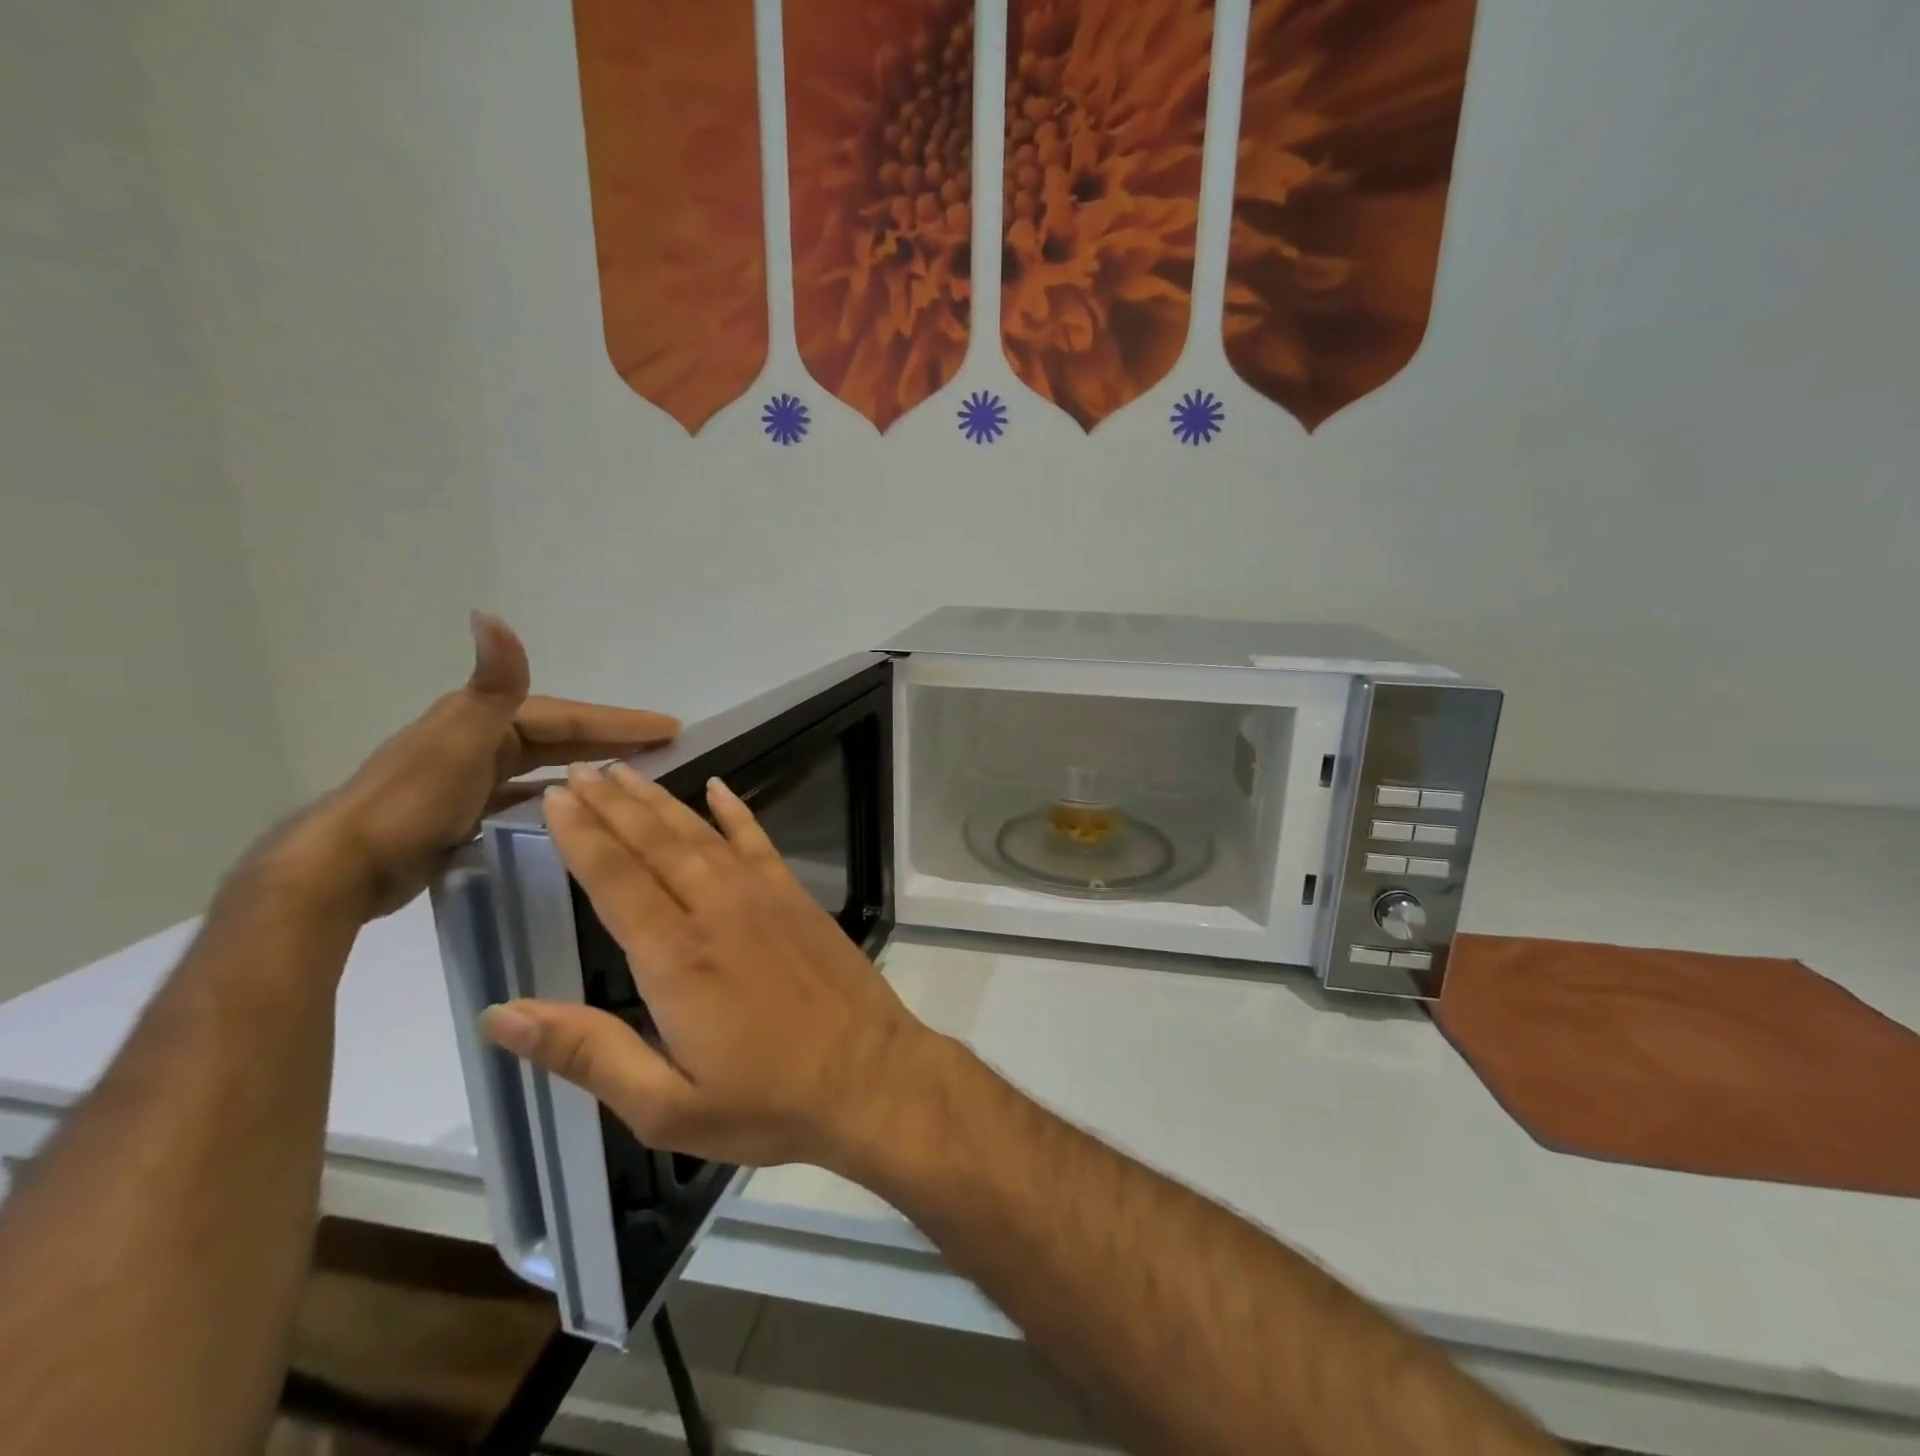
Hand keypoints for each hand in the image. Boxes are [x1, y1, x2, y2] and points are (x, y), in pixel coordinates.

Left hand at [262, 614, 677, 918]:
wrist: (340, 869)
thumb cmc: (412, 804)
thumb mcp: (462, 740)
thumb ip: (493, 684)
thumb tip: (492, 615)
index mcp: (485, 718)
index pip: (570, 717)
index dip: (621, 722)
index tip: (672, 728)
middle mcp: (480, 738)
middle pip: (562, 735)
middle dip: (614, 738)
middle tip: (666, 746)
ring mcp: (470, 775)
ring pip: (546, 763)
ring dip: (588, 763)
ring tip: (632, 774)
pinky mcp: (464, 810)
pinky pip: (526, 792)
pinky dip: (555, 792)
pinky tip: (574, 806)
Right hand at [479, 762, 941, 1170]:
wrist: (870, 1077)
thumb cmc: (767, 1102)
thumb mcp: (664, 1107)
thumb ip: (587, 1053)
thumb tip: (500, 1014)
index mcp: (674, 958)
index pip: (614, 879)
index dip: (581, 835)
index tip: (553, 797)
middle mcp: (715, 910)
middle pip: (653, 844)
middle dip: (610, 804)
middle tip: (577, 770)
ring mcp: (762, 896)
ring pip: (699, 834)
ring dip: (658, 801)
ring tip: (624, 771)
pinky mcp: (797, 897)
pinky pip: (758, 841)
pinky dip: (735, 811)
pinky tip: (717, 787)